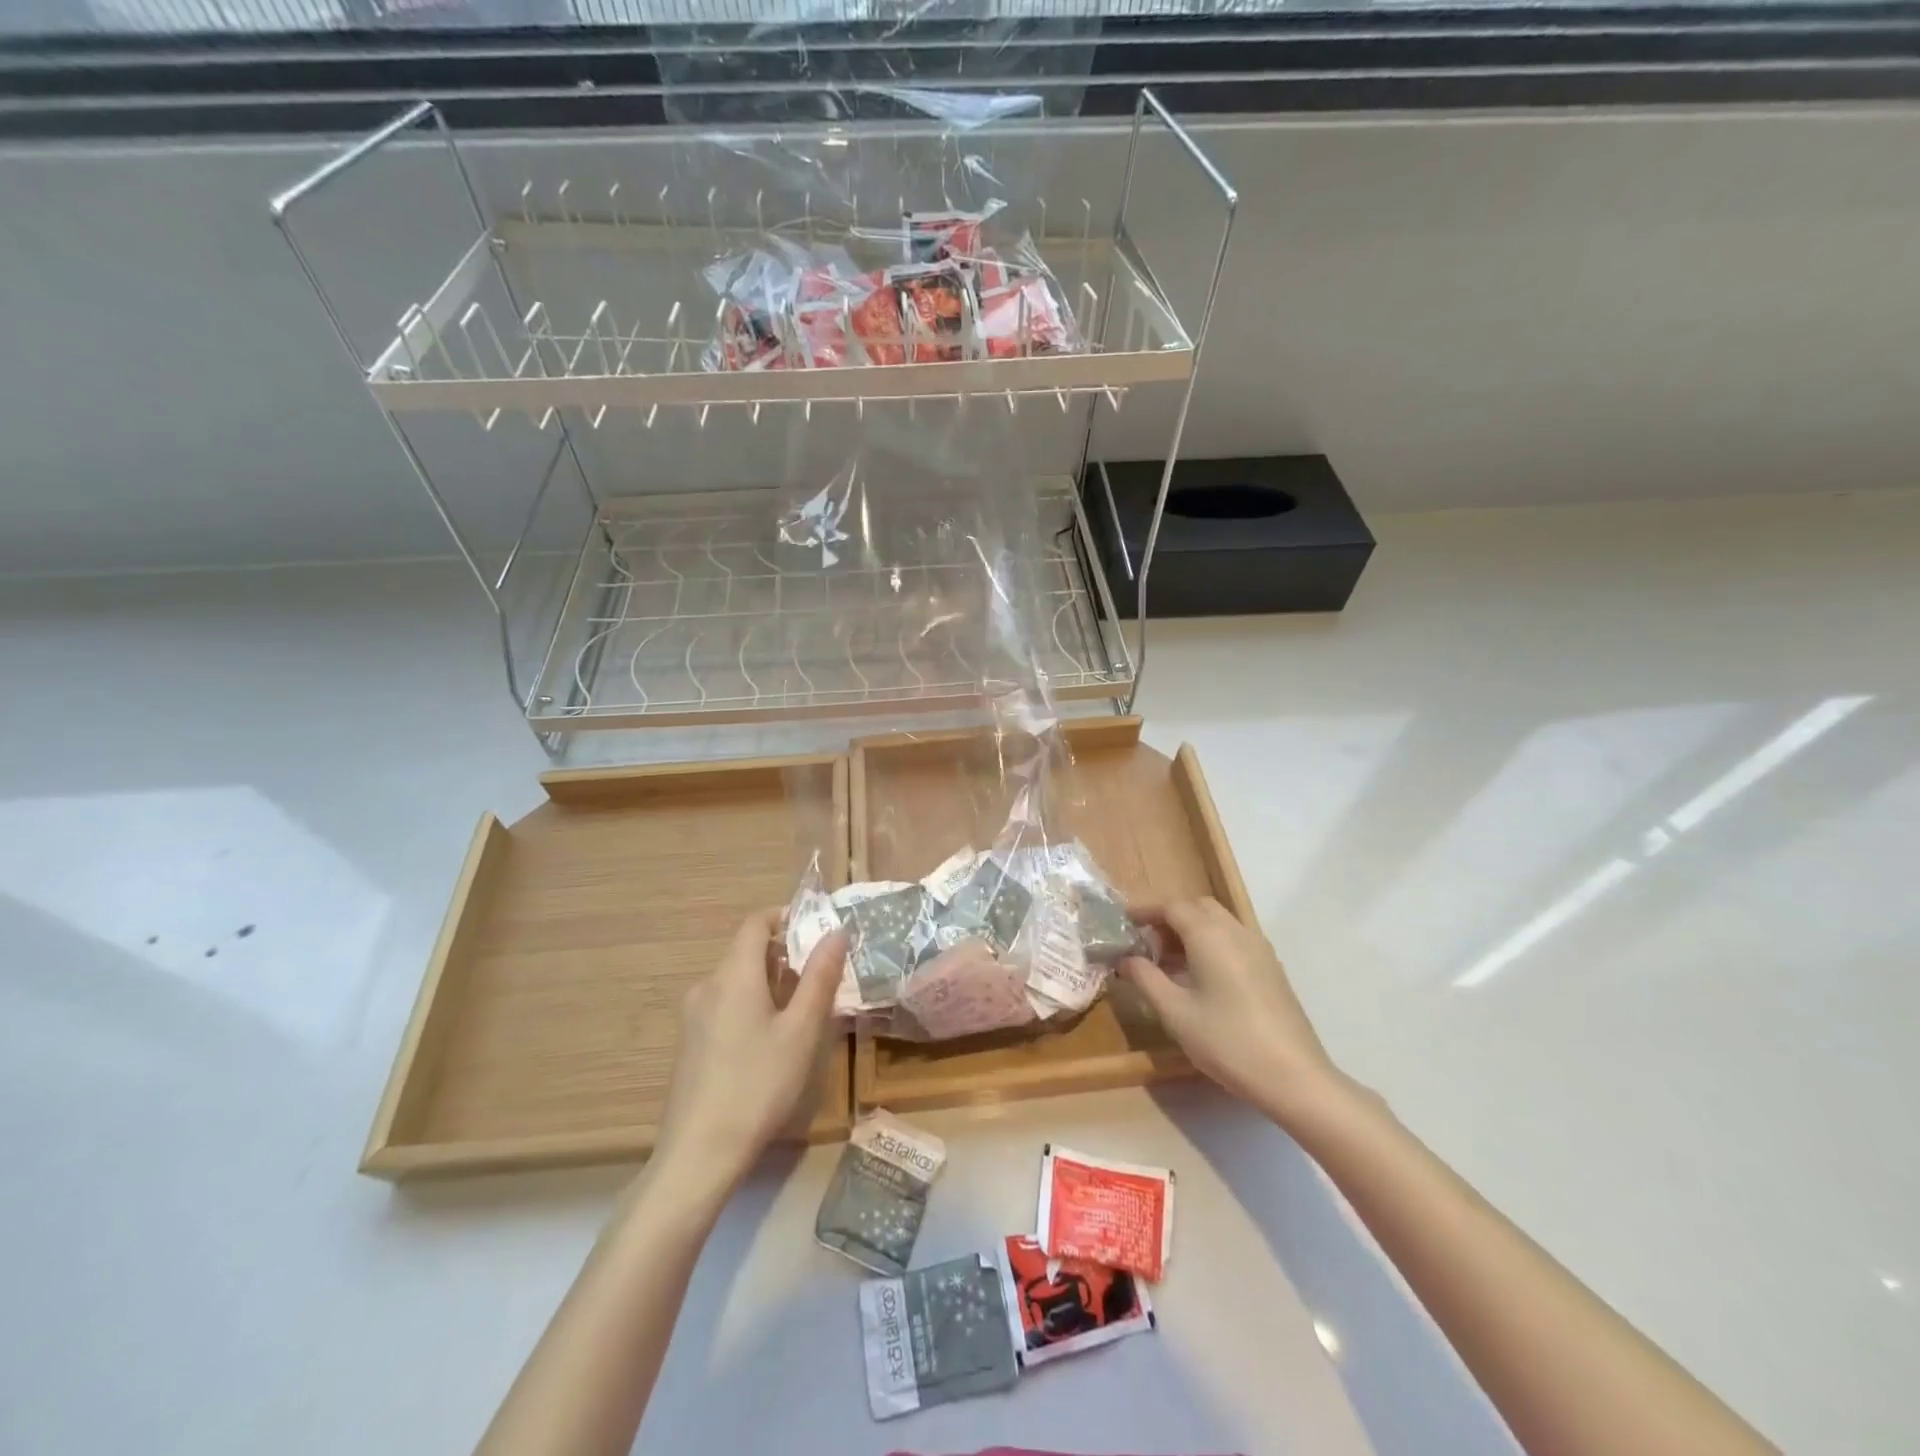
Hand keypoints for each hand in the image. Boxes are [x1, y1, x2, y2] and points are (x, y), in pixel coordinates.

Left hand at [651, 908, 847, 1199]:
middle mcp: (707, 985)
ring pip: (736, 979)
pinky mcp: (690, 1042)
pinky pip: (725, 1003)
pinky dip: (752, 1003)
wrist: (699, 1153)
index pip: (756, 922)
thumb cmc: (758, 1084)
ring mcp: (693, 1015)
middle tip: (820, 976)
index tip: (817, 932)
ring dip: (770, 981)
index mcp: (733, 975)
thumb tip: (836, 933)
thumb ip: (820, 977)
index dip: (786, 917)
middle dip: (785, 953)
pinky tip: (771, 1039)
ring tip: (802, 1010)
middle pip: (746, 950)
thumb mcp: (801, 1031)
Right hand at [1122, 897, 1345, 1129]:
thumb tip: (1126, 958)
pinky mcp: (1271, 968)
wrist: (1295, 1077)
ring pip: (1218, 922)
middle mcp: (1236, 931)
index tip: (1123, 923)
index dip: (1144, 910)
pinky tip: (1201, 978)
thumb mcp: (1175, 1013)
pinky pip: (1234, 939)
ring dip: (1191, 931)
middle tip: (1146, 944)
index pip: (1171, 906)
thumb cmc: (1227, 1042)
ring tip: (1169, 963)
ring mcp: (1259, 949)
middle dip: (1169, 918)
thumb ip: (1145, 978)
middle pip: (1197, 907)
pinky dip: (1211, 944)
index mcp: (1210, 935)